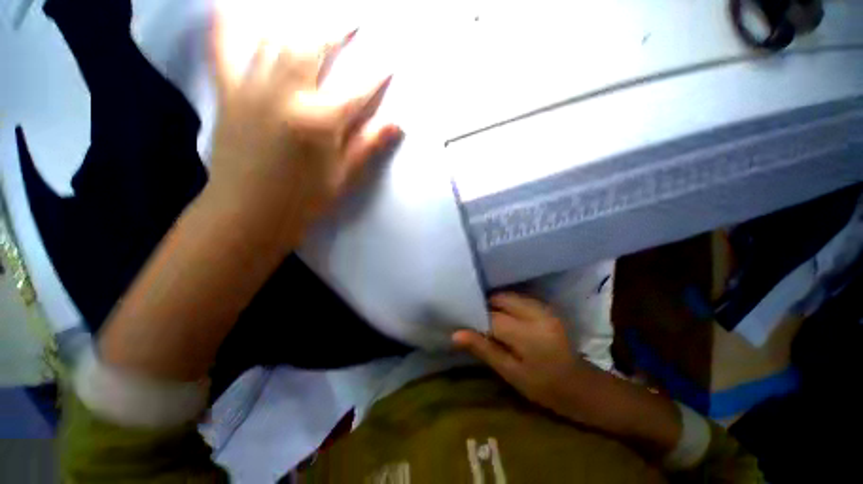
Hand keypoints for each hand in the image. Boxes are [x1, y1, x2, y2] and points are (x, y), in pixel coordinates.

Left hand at [206, 15, 400, 252]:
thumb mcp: (343, 177)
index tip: (390, 61)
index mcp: (320, 122)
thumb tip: (396, 124)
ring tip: (311, 16)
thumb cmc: (303, 200)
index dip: (377, 76)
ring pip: (275, 40)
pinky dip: (225, 23)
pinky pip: (223, 49)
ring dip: (297, 23)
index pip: (357, 91)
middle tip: (353, 18)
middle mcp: (287, 95)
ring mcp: (253, 89)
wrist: (248, 213)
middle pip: (314, 48)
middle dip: (336, 29)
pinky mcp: (229, 93)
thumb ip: (368, 145)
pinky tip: (226, 4)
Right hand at [454, 292, 681, 456]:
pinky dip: (506, 304)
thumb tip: (455, 334)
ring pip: (509, 296)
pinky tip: (503, 317)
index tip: (462, 321)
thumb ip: (484, 350)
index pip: (491, 317)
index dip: (474, 318)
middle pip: (500, 299)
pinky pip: (519, 298)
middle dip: (485, 306)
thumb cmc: (546, 388)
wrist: (584, 387)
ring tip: (487, 318)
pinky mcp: (547, 307)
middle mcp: (536, 313)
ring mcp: (544, 307)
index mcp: (528, 334)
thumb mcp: (512, 374)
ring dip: (495, 304)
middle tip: (474, 319)